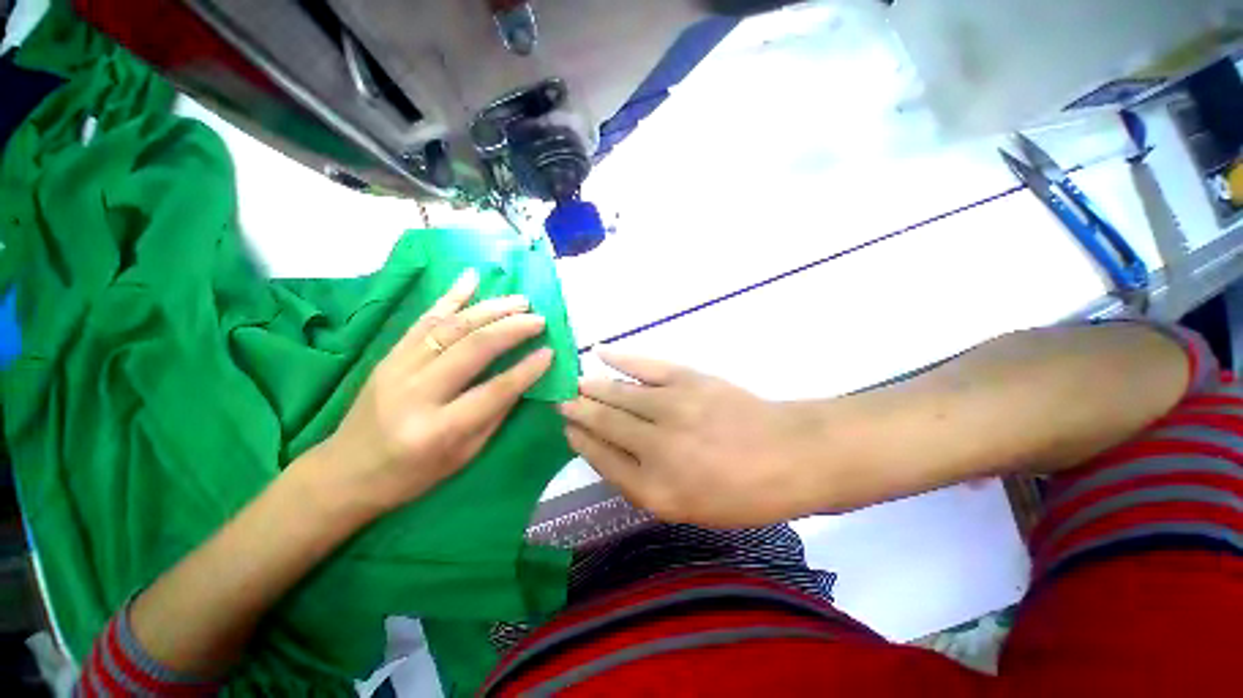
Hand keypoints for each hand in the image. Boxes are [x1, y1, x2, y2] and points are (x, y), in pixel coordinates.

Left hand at [301, 269, 553, 518]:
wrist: (345, 471)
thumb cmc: (412, 474)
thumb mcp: (463, 456)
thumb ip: (495, 414)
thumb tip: (525, 378)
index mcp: (438, 430)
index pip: (494, 391)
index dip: (527, 370)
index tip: (550, 351)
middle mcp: (416, 394)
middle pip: (472, 349)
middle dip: (511, 329)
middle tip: (539, 318)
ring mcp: (397, 369)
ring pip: (450, 328)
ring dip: (490, 309)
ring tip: (520, 301)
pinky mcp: (388, 355)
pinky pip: (424, 320)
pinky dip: (450, 296)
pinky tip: (471, 278)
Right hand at [559, 352, 821, 527]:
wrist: (790, 455)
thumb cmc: (742, 493)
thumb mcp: (690, 510)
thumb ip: (645, 486)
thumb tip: (612, 455)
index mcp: (655, 490)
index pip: (602, 459)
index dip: (581, 441)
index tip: (568, 429)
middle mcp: (655, 448)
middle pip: (605, 424)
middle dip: (579, 411)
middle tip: (561, 401)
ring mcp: (671, 409)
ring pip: (618, 394)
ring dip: (593, 387)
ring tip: (575, 383)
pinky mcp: (688, 380)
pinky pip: (645, 367)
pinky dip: (621, 359)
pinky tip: (601, 353)